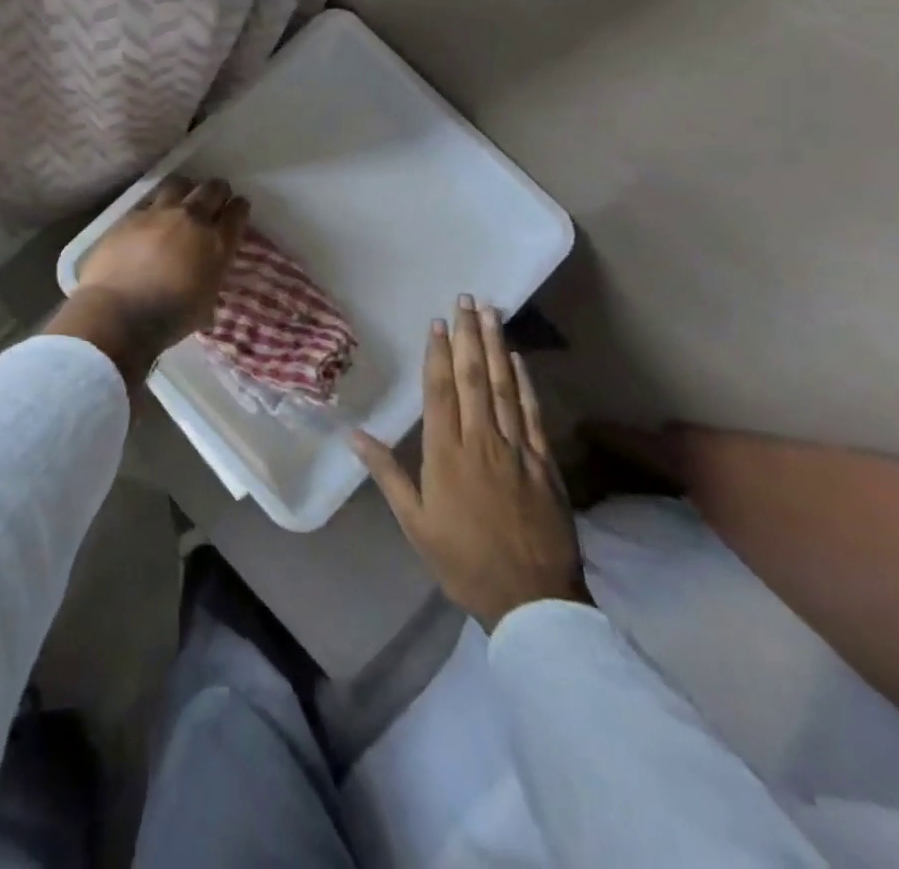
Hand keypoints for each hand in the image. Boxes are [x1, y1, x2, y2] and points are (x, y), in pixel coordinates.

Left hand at [45, 178, 249, 389]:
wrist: (119, 313)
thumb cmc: (169, 318)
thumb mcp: (205, 303)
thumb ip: (210, 278)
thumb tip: (206, 274)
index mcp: (217, 244)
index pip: (237, 213)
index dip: (239, 207)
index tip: (238, 207)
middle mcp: (191, 220)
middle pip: (212, 189)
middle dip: (218, 190)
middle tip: (215, 196)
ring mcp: (158, 214)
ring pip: (179, 184)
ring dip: (185, 189)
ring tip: (182, 198)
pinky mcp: (130, 216)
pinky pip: (148, 202)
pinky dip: (154, 207)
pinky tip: (150, 219)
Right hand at [351, 298, 588, 631]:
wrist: (532, 600)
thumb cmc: (463, 560)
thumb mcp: (415, 523)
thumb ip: (387, 474)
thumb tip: (354, 434)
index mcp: (446, 453)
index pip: (440, 391)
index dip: (437, 353)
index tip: (437, 322)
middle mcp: (481, 440)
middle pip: (473, 377)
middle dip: (468, 335)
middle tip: (466, 299)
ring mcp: (517, 449)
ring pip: (504, 386)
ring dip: (496, 346)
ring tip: (492, 313)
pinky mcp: (544, 462)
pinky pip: (533, 412)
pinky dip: (525, 381)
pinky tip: (518, 359)